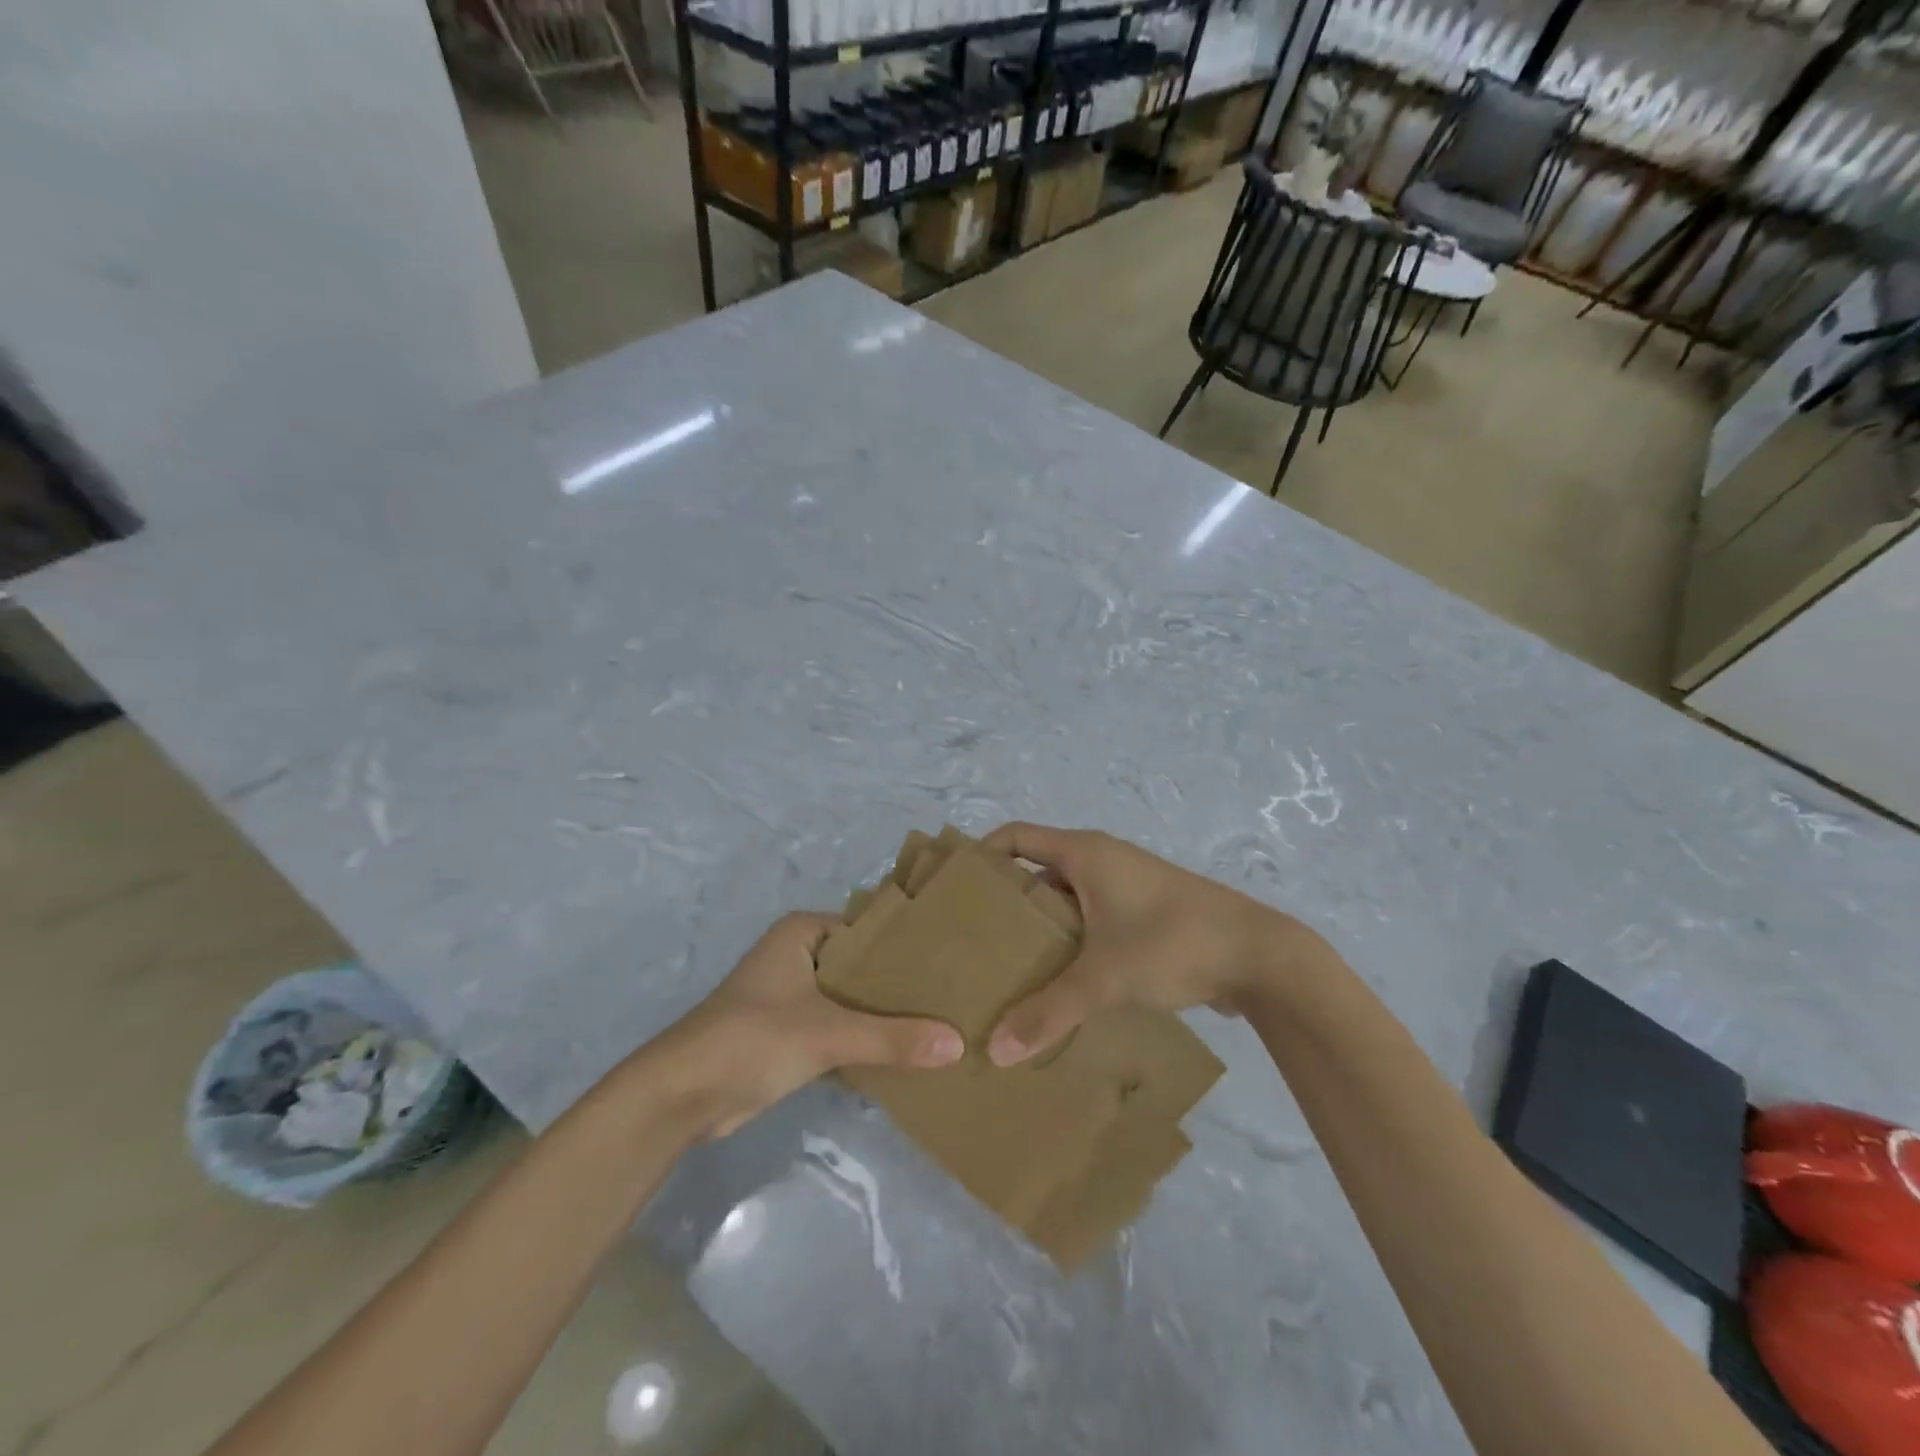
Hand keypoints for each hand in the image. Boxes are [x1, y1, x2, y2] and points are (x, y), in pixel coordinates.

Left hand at [660, 913, 963, 1136]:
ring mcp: (796, 993)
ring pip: (854, 998)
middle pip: (865, 965)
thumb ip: (892, 1038)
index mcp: (805, 932)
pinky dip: (867, 1036)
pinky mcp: (792, 1030)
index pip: (872, 929)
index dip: (911, 945)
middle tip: (958, 995)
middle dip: (903, 984)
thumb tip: (959, 1044)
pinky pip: (842, 1024)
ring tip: (945, 1021)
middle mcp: (801, 954)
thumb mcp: (828, 1034)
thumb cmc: (752, 1039)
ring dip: (887, 1014)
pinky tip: (909, 1049)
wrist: (683, 1097)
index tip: (955, 961)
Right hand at [982, 823, 1329, 1065]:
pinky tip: (1059, 981)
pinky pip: (1092, 919)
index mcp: (1085, 853)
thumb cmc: (1172, 943)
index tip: (954, 888)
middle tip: (971, 939)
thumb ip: (1049, 1012)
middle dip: (1006, 901)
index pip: (1016, 835)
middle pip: (1038, 869)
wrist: (1260, 956)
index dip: (982, 854)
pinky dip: (1071, 941)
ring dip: (1041, 927)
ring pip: (1067, 899)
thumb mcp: (1104, 977)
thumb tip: (995, 1050)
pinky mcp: (1145, 914)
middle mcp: (1102, 860)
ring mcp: (1126, 886)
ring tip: (1008, 966)